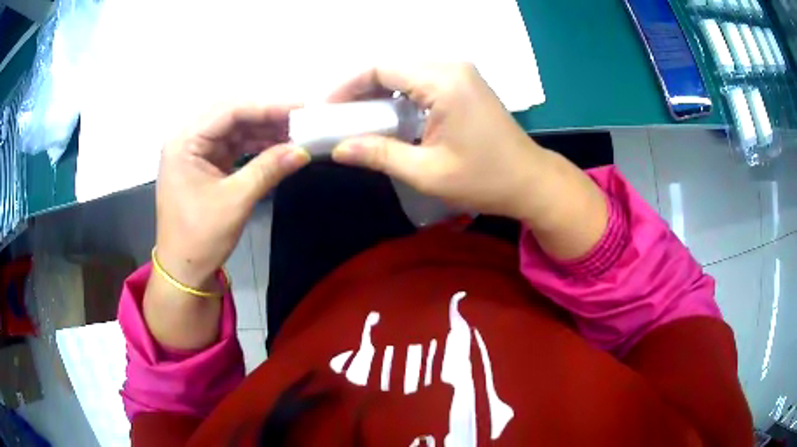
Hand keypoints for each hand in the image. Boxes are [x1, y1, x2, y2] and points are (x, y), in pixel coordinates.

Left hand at [155, 102, 309, 289]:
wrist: (184, 272)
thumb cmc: (200, 238)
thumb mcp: (235, 201)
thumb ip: (268, 169)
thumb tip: (303, 150)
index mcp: (185, 142)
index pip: (228, 111)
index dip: (266, 107)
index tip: (299, 108)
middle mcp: (187, 140)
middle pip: (230, 116)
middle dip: (265, 116)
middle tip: (300, 119)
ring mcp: (195, 153)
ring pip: (233, 130)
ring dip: (262, 131)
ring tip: (294, 133)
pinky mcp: (203, 166)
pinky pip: (232, 147)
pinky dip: (254, 146)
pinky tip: (277, 147)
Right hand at [328, 63, 542, 219]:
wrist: (530, 180)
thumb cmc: (484, 179)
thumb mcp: (427, 172)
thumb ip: (380, 155)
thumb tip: (339, 149)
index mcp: (443, 82)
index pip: (381, 68)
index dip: (348, 86)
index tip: (327, 109)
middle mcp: (452, 67)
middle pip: (393, 66)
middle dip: (361, 89)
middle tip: (340, 117)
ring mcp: (462, 72)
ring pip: (406, 72)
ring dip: (379, 92)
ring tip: (359, 118)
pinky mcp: (466, 83)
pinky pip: (422, 80)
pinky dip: (400, 95)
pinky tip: (389, 116)